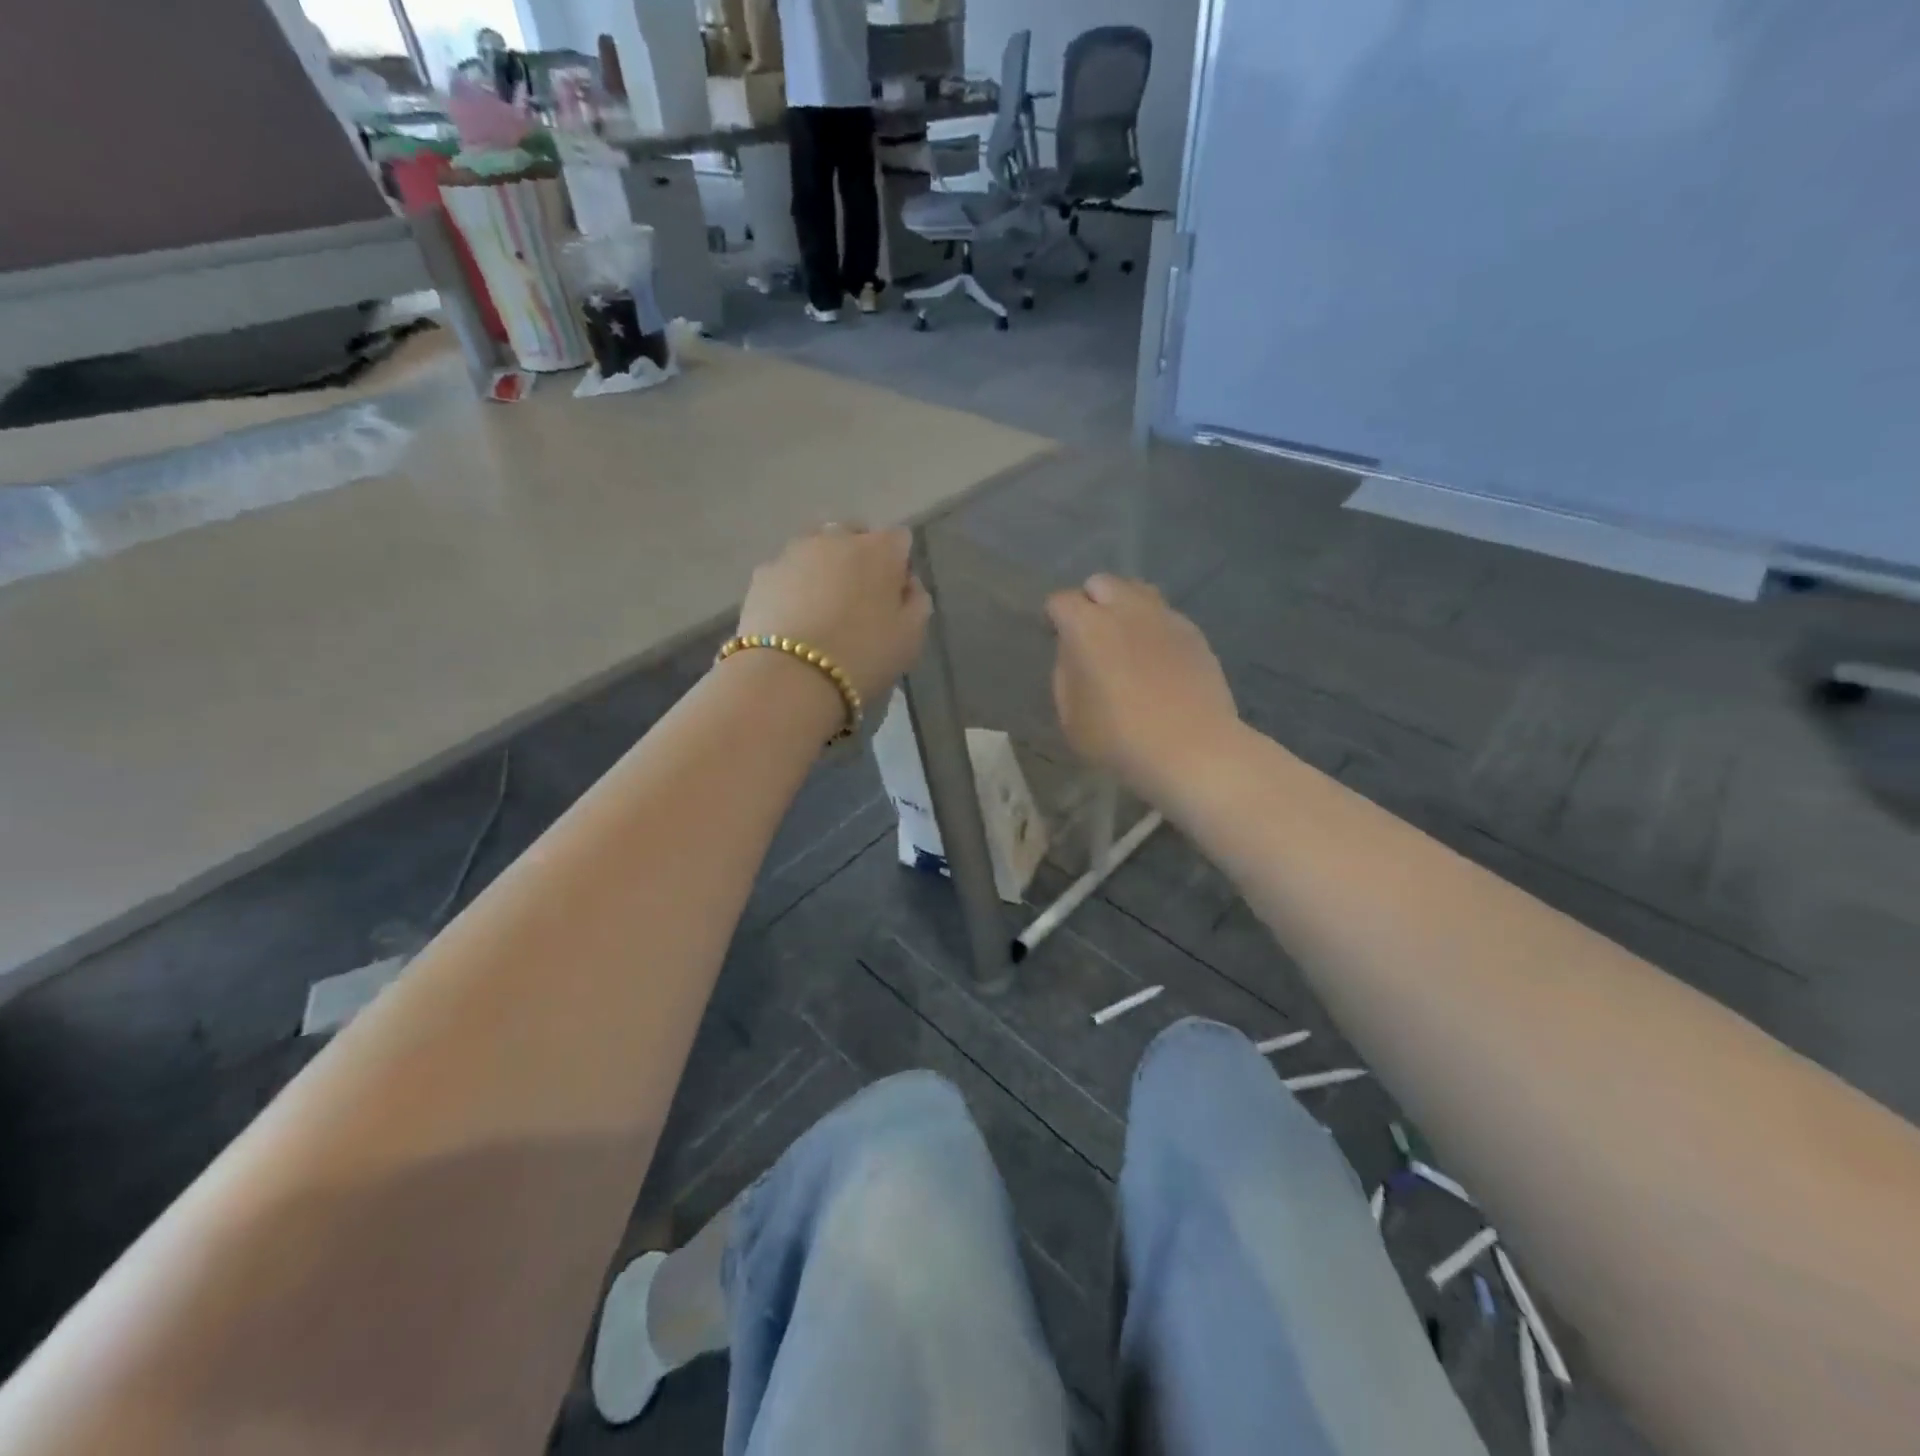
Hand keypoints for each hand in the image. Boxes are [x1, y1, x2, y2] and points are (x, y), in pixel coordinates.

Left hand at [736, 526, 931, 708]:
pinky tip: (793, 619)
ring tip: (821, 609)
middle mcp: (836, 538)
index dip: (899, 566)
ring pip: (816, 549)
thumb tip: (907, 585)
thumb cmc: (862, 656)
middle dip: (859, 558)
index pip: (899, 539)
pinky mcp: (762, 575)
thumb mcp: (910, 638)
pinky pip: (786, 572)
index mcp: (879, 550)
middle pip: (854, 535)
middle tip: (858, 600)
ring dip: (823, 569)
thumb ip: (917, 603)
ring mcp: (793, 553)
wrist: (789, 675)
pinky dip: (792, 587)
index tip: (895, 596)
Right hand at [1047, 574, 1239, 798]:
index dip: (1054, 617)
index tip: (1055, 636)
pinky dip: (1153, 626)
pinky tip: (1156, 657)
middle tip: (1090, 634)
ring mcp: (1164, 617)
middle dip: (1090, 601)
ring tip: (1125, 637)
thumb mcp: (1070, 716)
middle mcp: (1126, 609)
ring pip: (1138, 590)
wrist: (1192, 748)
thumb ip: (1065, 673)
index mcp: (1087, 626)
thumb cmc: (1119, 738)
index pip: (1061, 601)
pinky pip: (1165, 615)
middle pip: (1101, 582)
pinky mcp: (1193, 632)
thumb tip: (1073, 651)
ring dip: (1124, 606)